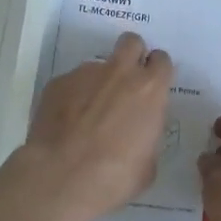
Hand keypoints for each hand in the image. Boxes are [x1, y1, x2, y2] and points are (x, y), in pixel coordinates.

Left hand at [14, 32, 173, 220]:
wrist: (61, 178)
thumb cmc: (114, 176)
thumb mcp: (148, 164)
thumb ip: (147, 135)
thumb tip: (139, 132)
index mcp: (149, 89)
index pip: (162, 60)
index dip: (157, 71)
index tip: (152, 86)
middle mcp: (119, 72)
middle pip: (131, 42)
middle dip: (132, 55)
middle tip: (126, 82)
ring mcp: (85, 73)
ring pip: (97, 66)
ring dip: (98, 83)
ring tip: (87, 116)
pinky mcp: (58, 83)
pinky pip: (71, 83)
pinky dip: (72, 98)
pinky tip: (66, 124)